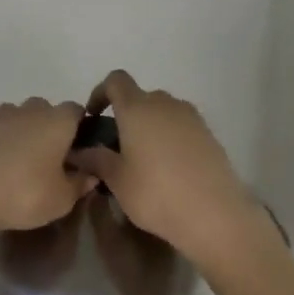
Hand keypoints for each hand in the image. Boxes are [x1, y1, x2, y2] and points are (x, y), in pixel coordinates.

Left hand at [0, 98, 94, 232]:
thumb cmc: (25, 192)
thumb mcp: (62, 198)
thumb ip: (80, 183)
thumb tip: (91, 174)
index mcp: (59, 120)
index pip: (78, 111)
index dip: (83, 128)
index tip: (84, 151)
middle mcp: (33, 110)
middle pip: (49, 110)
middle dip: (54, 128)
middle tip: (57, 159)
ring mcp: (4, 118)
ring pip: (24, 116)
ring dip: (30, 131)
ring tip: (31, 160)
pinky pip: (4, 129)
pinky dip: (9, 140)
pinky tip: (9, 161)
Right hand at [70, 71, 272, 261]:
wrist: (214, 214)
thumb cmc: (156, 194)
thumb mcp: (117, 180)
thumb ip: (96, 159)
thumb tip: (79, 151)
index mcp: (137, 108)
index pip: (115, 81)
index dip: (100, 93)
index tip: (93, 117)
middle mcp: (165, 104)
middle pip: (140, 96)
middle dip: (126, 114)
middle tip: (117, 145)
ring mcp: (191, 117)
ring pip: (163, 111)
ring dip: (149, 125)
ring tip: (143, 158)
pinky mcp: (209, 134)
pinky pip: (181, 126)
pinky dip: (169, 137)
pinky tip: (168, 167)